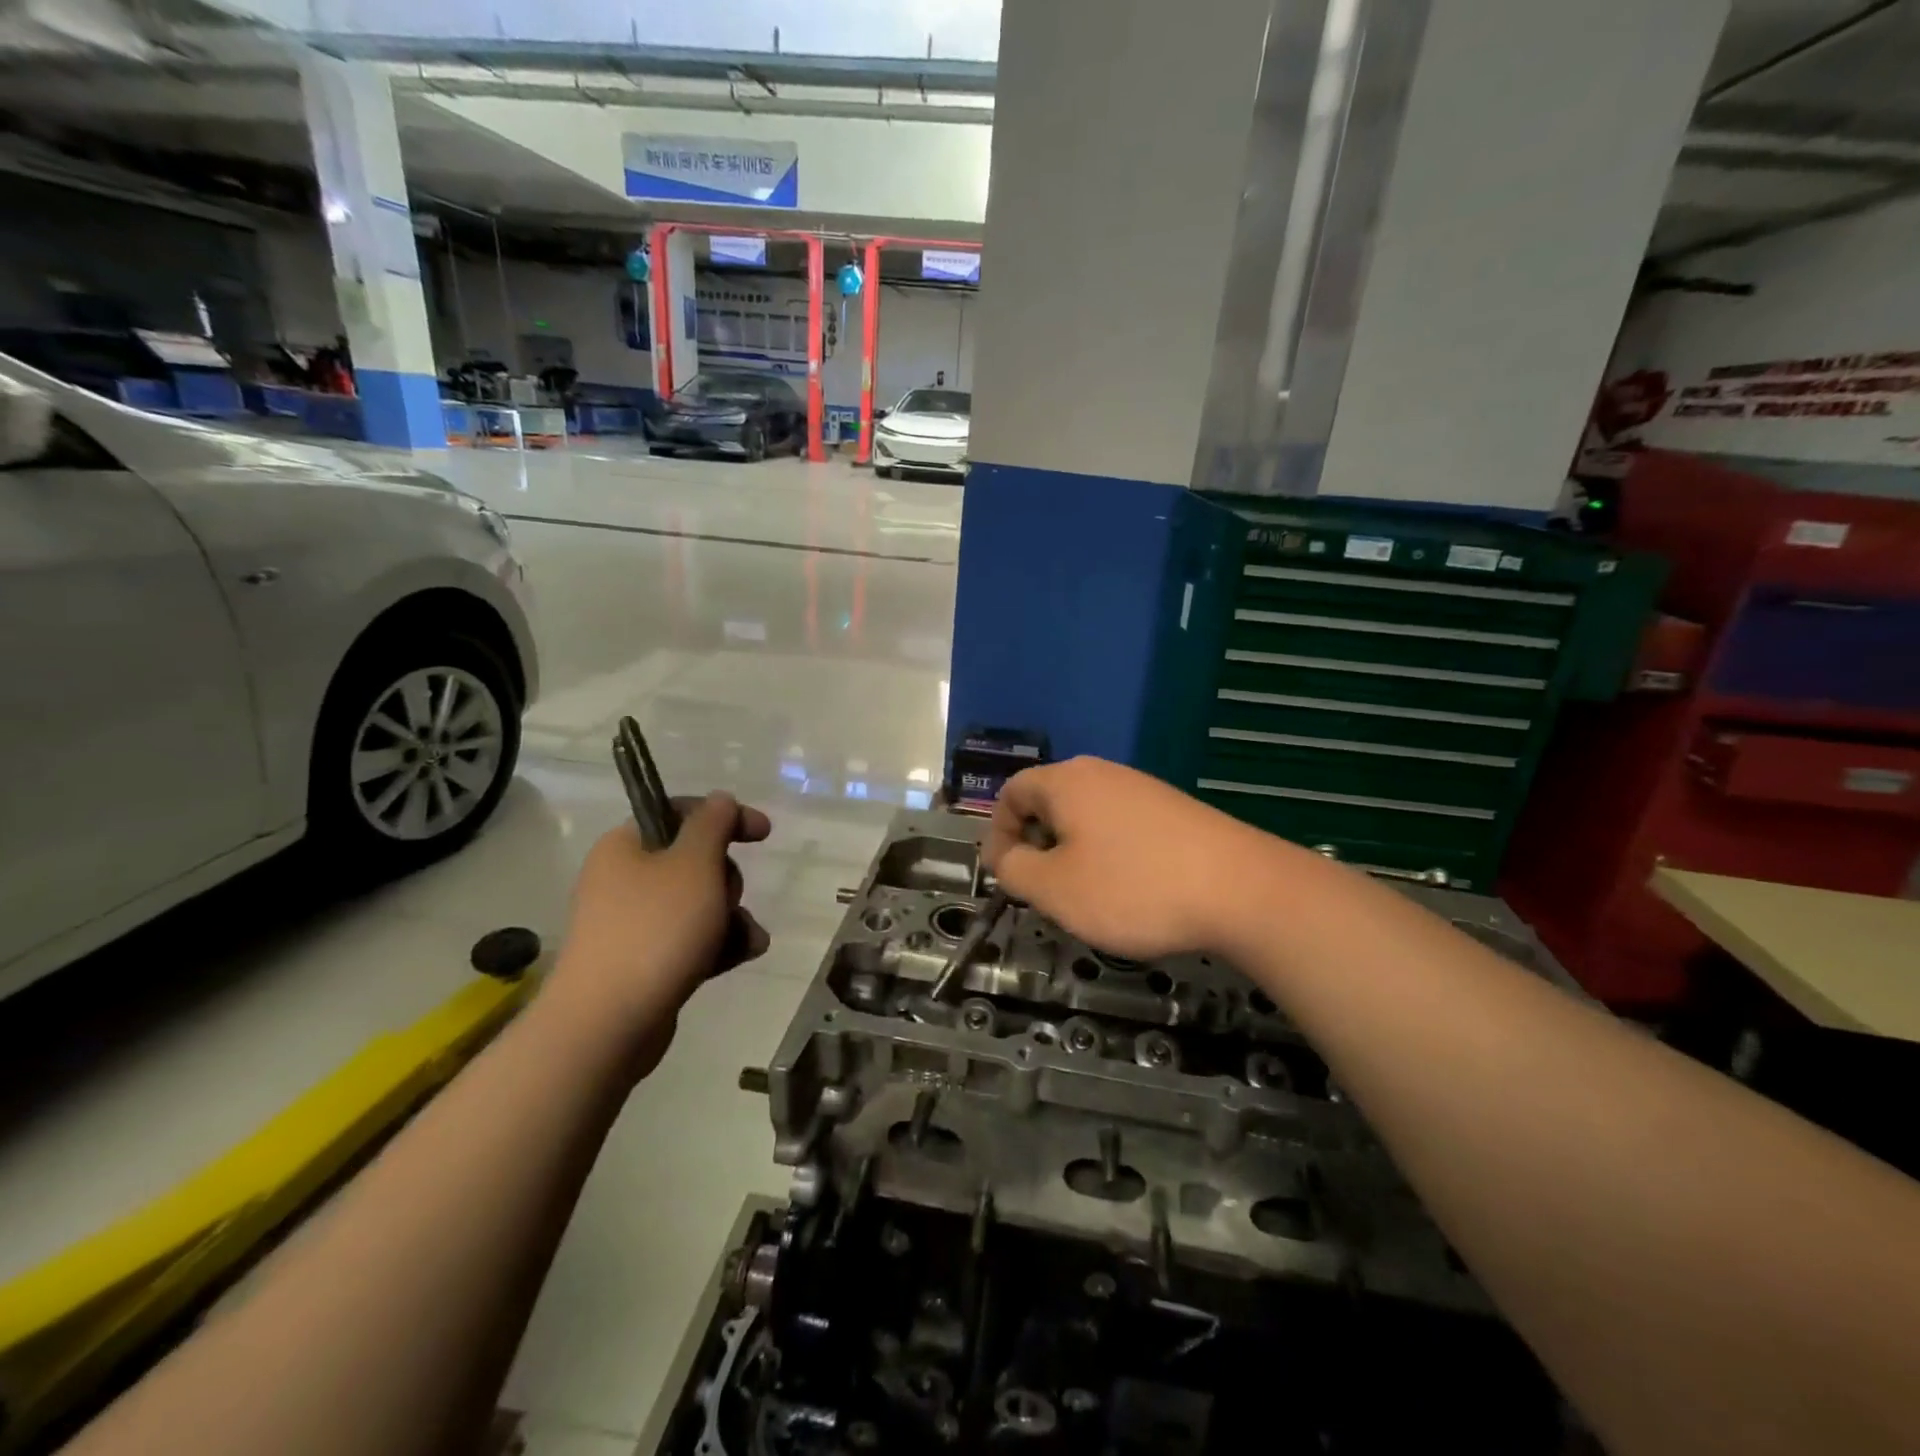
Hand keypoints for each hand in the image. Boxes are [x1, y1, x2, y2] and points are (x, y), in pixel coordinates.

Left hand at [548, 794, 770, 1066]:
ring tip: (746, 938)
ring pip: (700, 903)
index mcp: (626, 846)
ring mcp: (633, 923)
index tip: (763, 833)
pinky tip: (743, 955)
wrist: (608, 1024)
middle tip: (727, 898)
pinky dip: (719, 944)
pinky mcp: (644, 962)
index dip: (726, 817)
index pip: (681, 812)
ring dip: (731, 916)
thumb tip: (720, 799)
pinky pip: (692, 940)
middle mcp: (625, 879)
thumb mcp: (694, 863)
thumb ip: (713, 823)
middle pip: (696, 861)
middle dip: (727, 880)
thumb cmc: (655, 929)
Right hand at [983, 757, 1274, 960]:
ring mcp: (1143, 788)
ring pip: (1087, 816)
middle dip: (1037, 845)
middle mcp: (1102, 773)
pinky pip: (1122, 826)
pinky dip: (1111, 854)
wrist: (1242, 889)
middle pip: (1050, 802)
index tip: (1006, 876)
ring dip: (1074, 852)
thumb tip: (1006, 856)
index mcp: (1066, 781)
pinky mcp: (1174, 810)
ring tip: (1088, 895)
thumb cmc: (1132, 887)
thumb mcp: (1055, 889)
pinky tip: (1132, 889)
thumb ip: (1013, 869)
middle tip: (1045, 889)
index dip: (998, 833)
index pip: (1011, 792)